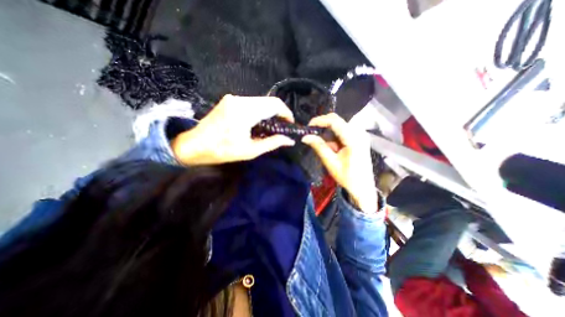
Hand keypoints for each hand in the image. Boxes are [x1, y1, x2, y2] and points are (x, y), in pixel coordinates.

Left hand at [172, 94, 295, 165]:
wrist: (195, 145)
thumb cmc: (222, 151)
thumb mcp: (250, 150)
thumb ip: (272, 143)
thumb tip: (289, 140)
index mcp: (245, 112)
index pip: (274, 104)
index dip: (286, 112)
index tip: (290, 123)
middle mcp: (240, 100)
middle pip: (268, 101)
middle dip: (279, 112)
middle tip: (283, 126)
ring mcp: (233, 98)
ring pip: (260, 101)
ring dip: (269, 112)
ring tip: (272, 126)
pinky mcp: (230, 100)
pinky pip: (251, 103)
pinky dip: (260, 111)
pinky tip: (259, 122)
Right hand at [302, 113, 376, 212]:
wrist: (363, 188)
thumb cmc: (347, 177)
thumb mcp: (331, 162)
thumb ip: (319, 147)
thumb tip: (305, 137)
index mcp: (354, 139)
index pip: (335, 121)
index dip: (320, 120)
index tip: (308, 125)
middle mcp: (359, 133)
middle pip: (338, 120)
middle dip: (323, 125)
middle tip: (311, 132)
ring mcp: (361, 135)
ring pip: (340, 125)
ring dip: (328, 132)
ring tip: (322, 144)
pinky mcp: (359, 138)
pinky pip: (343, 131)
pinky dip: (334, 136)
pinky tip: (332, 147)